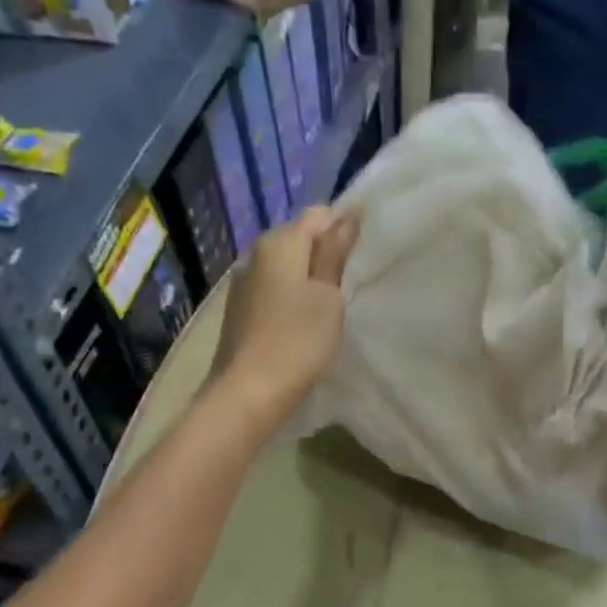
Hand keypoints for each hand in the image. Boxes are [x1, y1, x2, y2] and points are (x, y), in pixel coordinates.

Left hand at [212, 206, 359, 426]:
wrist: (249, 391)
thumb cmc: (298, 341)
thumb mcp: (329, 297)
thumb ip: (335, 255)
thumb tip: (347, 216)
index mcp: (279, 242)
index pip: (319, 215)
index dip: (345, 226)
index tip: (366, 252)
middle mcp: (256, 253)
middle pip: (299, 238)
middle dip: (325, 251)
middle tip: (353, 279)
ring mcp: (244, 282)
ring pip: (286, 266)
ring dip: (309, 276)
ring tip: (333, 300)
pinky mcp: (240, 309)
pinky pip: (274, 288)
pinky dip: (292, 295)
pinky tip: (306, 318)